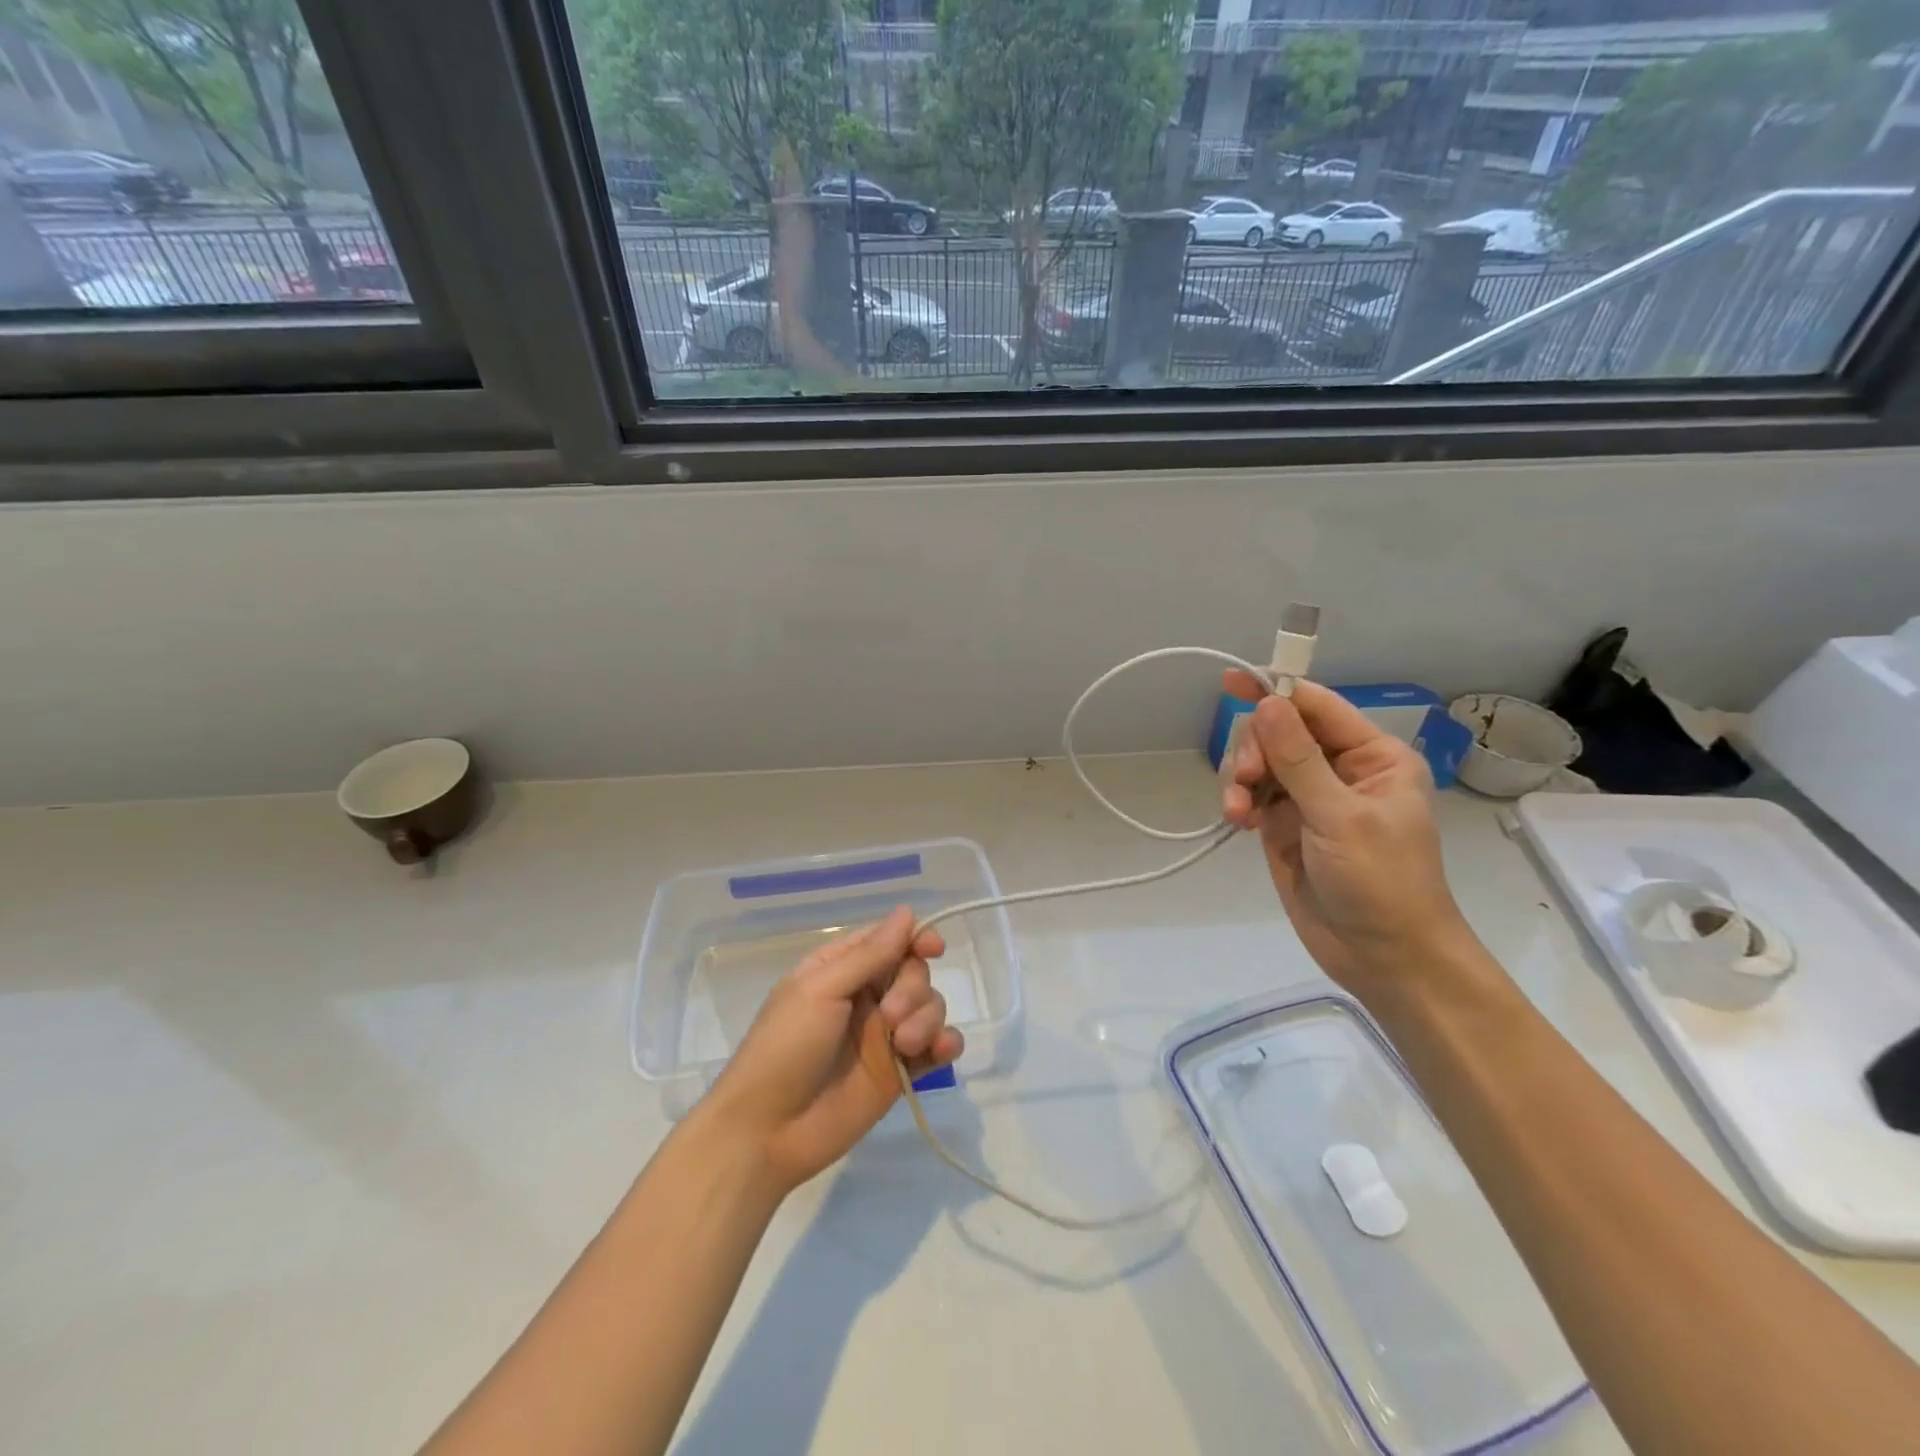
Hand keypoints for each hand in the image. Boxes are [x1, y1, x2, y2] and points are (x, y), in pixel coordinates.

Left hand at [700, 906, 963, 1195]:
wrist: (767, 1131)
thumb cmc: (784, 1047)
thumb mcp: (820, 990)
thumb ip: (869, 955)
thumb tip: (907, 912)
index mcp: (841, 969)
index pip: (889, 940)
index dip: (916, 938)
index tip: (933, 948)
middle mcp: (866, 996)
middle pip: (914, 972)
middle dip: (912, 988)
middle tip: (890, 1016)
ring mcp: (885, 1035)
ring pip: (930, 1006)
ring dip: (927, 1019)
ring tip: (904, 1045)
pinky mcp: (899, 1072)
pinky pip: (937, 1046)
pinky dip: (946, 1043)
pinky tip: (941, 1050)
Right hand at [1220, 675, 1477, 998]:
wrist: (1383, 957)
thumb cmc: (1379, 881)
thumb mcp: (1340, 816)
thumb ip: (1299, 759)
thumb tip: (1267, 702)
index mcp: (1372, 757)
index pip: (1317, 707)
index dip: (1276, 690)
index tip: (1231, 682)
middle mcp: (1339, 771)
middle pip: (1280, 733)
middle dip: (1256, 749)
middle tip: (1246, 779)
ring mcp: (1309, 800)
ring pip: (1260, 764)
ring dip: (1241, 779)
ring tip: (1237, 810)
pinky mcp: (1284, 827)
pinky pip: (1252, 796)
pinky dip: (1238, 801)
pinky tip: (1236, 820)